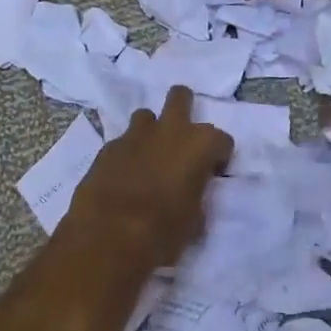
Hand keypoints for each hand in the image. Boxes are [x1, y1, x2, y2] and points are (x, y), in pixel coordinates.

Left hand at [60, 86, 232, 268]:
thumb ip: (197, 194)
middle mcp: (170, 129)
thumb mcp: (195, 220)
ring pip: (146, 116)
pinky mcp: (108, 146)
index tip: (212, 173)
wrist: (109, 234)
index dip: (219, 156)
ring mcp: (136, 134)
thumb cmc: (163, 230)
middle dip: (183, 109)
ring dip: (151, 132)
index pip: (222, 140)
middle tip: (181, 138)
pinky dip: (127, 153)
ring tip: (149, 156)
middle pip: (180, 96)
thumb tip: (191, 192)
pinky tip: (123, 175)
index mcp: (200, 144)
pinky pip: (123, 141)